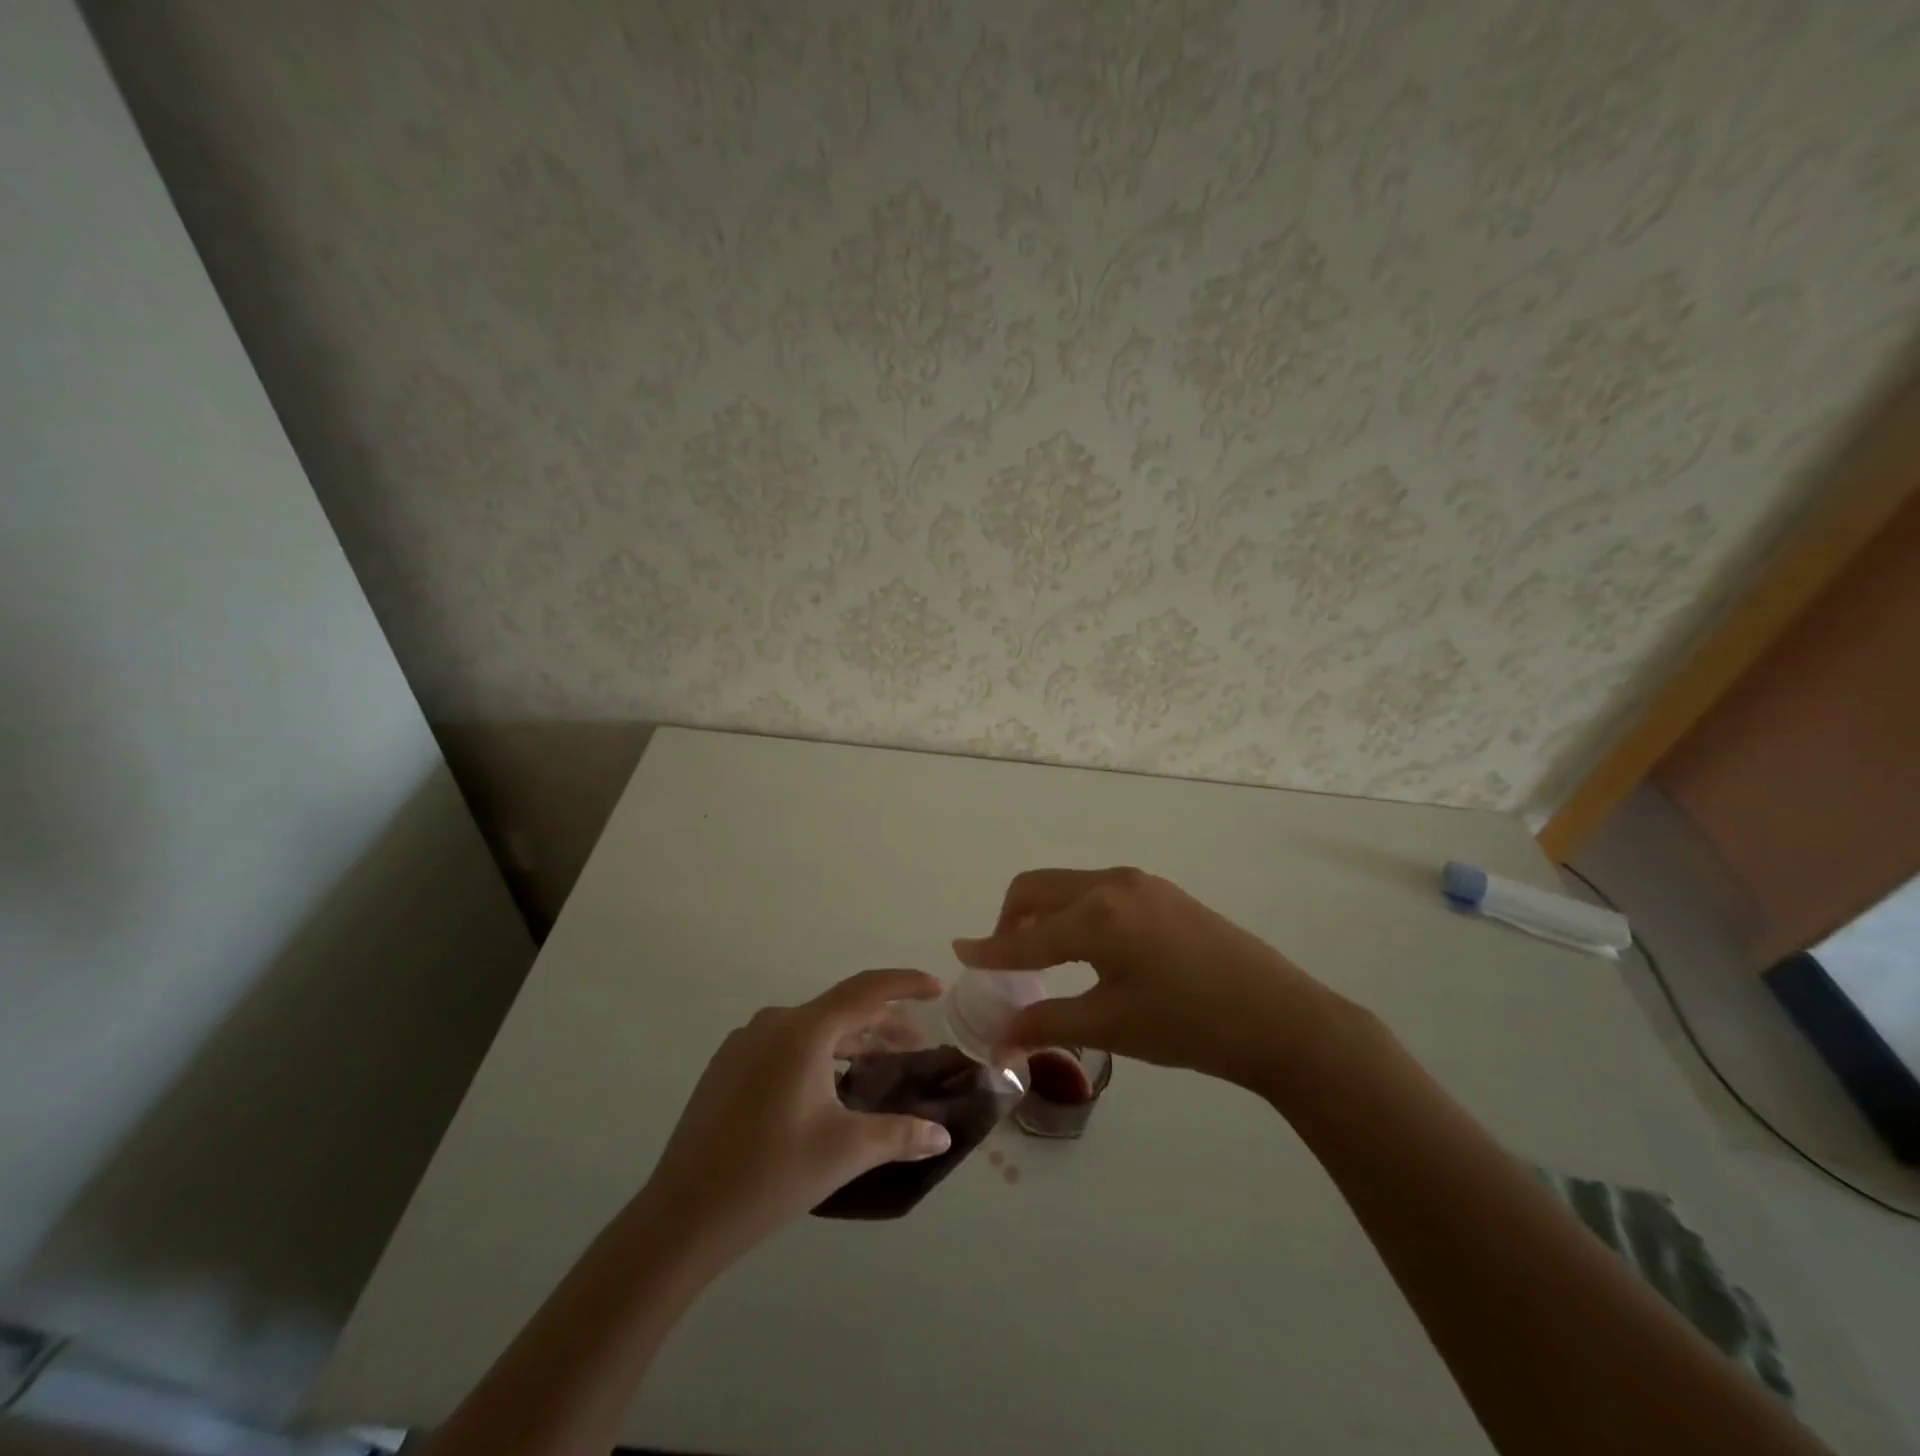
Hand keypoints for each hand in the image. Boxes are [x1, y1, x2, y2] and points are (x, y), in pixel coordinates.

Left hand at [639, 969, 954, 1258]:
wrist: (682, 1215)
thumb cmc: (771, 1174)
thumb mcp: (844, 1151)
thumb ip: (900, 1135)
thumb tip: (943, 1136)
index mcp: (803, 1031)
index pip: (866, 990)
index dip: (906, 984)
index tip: (937, 987)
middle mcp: (773, 1023)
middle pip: (840, 1010)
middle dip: (883, 1024)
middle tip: (917, 1045)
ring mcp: (744, 1043)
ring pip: (812, 1029)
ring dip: (850, 1042)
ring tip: (879, 1066)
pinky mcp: (727, 1067)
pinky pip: (786, 1045)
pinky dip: (819, 1055)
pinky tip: (830, 1086)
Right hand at [953, 867, 1351, 1096]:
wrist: (1278, 1015)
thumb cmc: (1189, 1025)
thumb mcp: (1112, 1027)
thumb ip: (1048, 1024)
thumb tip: (998, 1038)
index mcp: (1096, 916)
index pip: (1026, 935)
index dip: (989, 949)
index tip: (959, 953)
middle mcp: (1111, 883)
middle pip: (1038, 888)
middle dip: (1010, 919)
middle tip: (1005, 960)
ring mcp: (1139, 882)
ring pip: (1068, 886)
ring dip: (1044, 913)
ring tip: (1043, 957)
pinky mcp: (1159, 890)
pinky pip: (1097, 890)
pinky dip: (1074, 911)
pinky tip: (1088, 949)